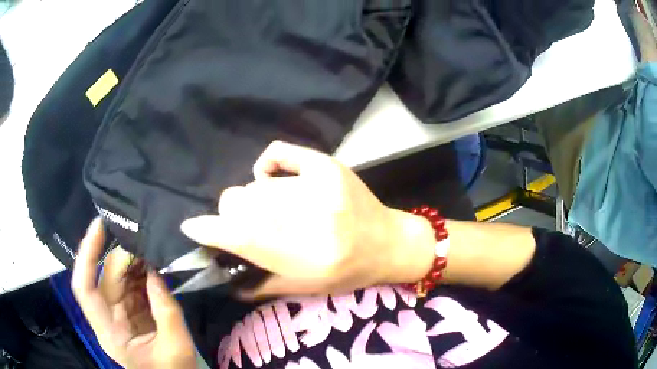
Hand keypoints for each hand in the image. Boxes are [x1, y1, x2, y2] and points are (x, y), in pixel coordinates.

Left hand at [72, 218, 195, 368]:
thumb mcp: (176, 346)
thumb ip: (166, 311)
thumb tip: (155, 271)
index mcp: (110, 333)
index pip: (84, 289)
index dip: (86, 256)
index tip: (99, 226)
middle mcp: (108, 318)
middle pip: (105, 278)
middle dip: (125, 258)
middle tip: (148, 245)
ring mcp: (118, 313)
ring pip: (118, 277)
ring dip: (134, 263)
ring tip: (153, 252)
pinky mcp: (130, 309)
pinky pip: (131, 283)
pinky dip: (142, 272)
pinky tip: (154, 265)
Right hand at [181, 141, 435, 297]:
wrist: (389, 243)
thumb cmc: (347, 272)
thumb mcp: (304, 289)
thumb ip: (259, 286)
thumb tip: (221, 277)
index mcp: (305, 256)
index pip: (241, 237)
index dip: (209, 230)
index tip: (191, 227)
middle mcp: (312, 218)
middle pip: (241, 202)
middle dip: (234, 216)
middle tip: (248, 225)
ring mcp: (322, 185)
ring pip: (256, 185)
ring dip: (256, 200)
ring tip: (275, 211)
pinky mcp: (328, 165)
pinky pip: (278, 153)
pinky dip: (268, 167)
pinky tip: (276, 181)